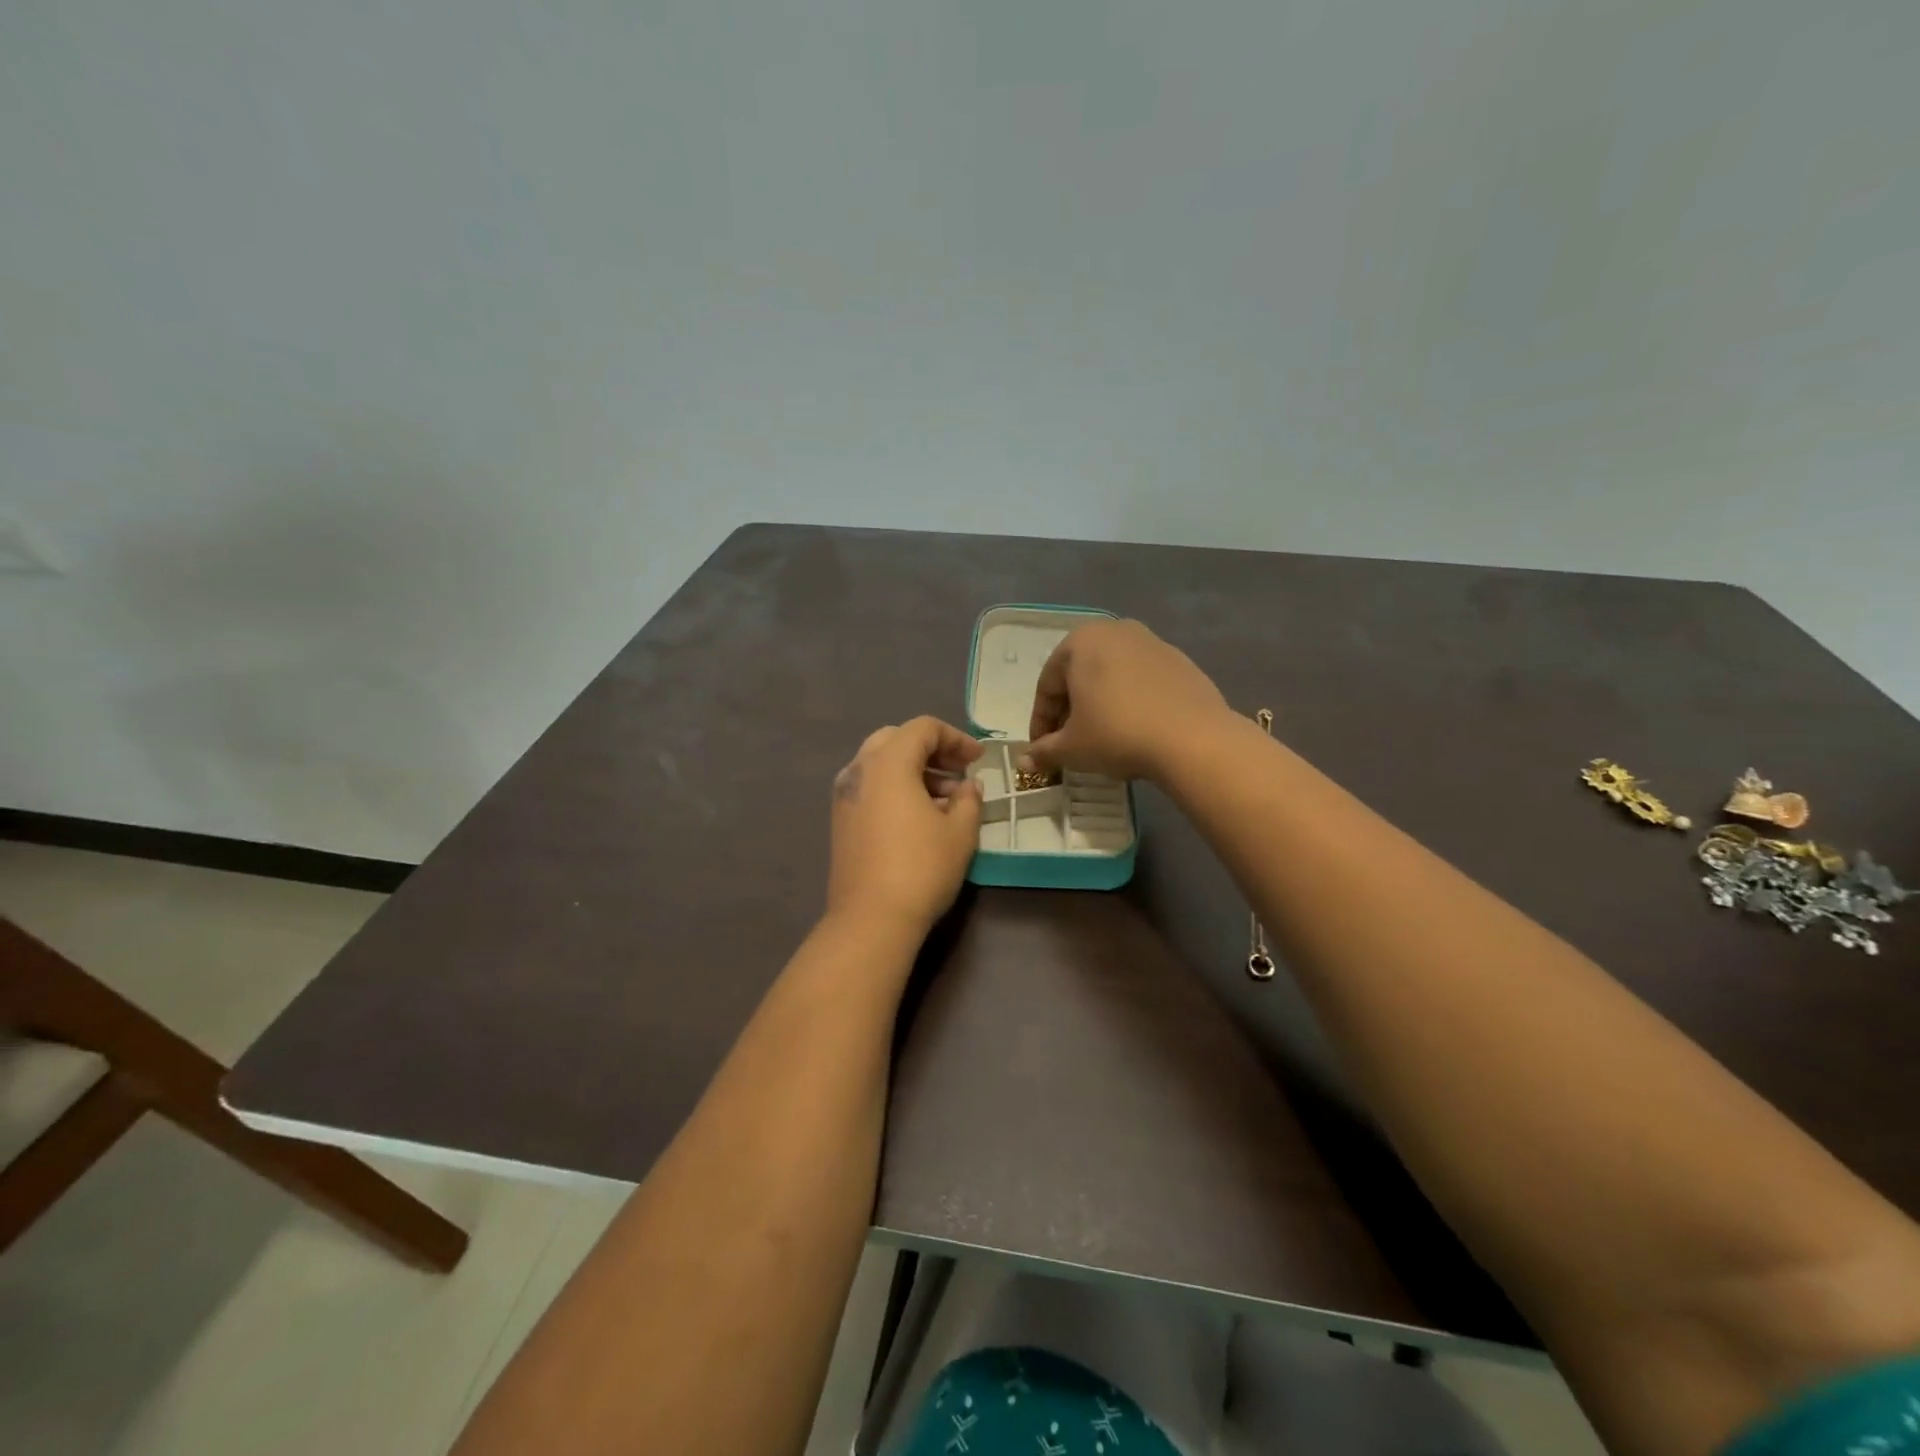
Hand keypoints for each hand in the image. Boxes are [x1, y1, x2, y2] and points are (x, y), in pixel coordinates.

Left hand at [827, 717, 983, 934]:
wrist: (870, 919)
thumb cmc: (921, 868)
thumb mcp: (959, 833)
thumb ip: (968, 800)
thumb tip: (969, 786)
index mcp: (888, 763)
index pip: (923, 728)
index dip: (955, 738)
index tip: (978, 760)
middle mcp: (859, 770)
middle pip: (896, 739)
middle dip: (931, 750)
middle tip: (958, 772)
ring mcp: (844, 795)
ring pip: (880, 763)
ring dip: (913, 770)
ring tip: (946, 799)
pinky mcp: (840, 819)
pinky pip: (870, 786)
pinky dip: (895, 787)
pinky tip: (919, 816)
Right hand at [1024, 619, 1231, 781]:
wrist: (1193, 739)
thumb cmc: (1117, 734)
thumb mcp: (1072, 748)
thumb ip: (1044, 751)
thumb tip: (1025, 761)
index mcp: (1080, 641)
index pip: (1047, 685)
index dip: (1040, 722)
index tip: (1042, 750)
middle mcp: (1115, 631)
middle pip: (1079, 675)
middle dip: (1070, 710)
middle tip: (1068, 743)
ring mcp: (1152, 642)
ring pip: (1112, 676)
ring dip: (1100, 704)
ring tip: (1102, 737)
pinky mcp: (1180, 660)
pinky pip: (1142, 681)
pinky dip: (1131, 701)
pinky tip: (1135, 729)